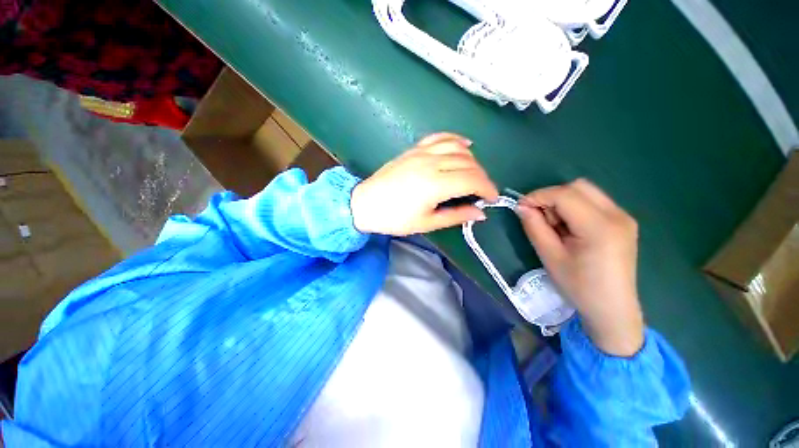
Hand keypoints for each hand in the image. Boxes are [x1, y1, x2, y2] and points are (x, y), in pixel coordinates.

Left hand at [350, 133, 498, 235]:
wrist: (366, 204)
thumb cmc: (395, 218)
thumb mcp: (427, 223)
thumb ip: (456, 216)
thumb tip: (480, 213)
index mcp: (435, 184)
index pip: (473, 180)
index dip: (488, 188)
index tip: (492, 198)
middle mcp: (431, 163)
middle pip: (469, 163)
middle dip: (482, 177)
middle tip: (482, 191)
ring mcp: (422, 153)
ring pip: (458, 148)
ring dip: (472, 160)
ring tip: (473, 174)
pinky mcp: (414, 149)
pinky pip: (440, 137)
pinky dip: (456, 139)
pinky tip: (464, 146)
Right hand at [516, 179, 643, 356]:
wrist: (612, 308)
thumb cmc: (578, 286)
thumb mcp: (549, 256)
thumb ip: (534, 227)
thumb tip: (521, 206)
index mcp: (600, 227)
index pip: (565, 195)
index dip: (538, 196)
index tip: (520, 207)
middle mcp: (617, 215)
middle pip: (578, 186)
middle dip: (551, 197)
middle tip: (540, 217)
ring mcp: (623, 217)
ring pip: (586, 192)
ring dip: (563, 202)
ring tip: (555, 225)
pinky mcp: (623, 221)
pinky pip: (593, 202)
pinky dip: (574, 207)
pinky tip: (570, 228)